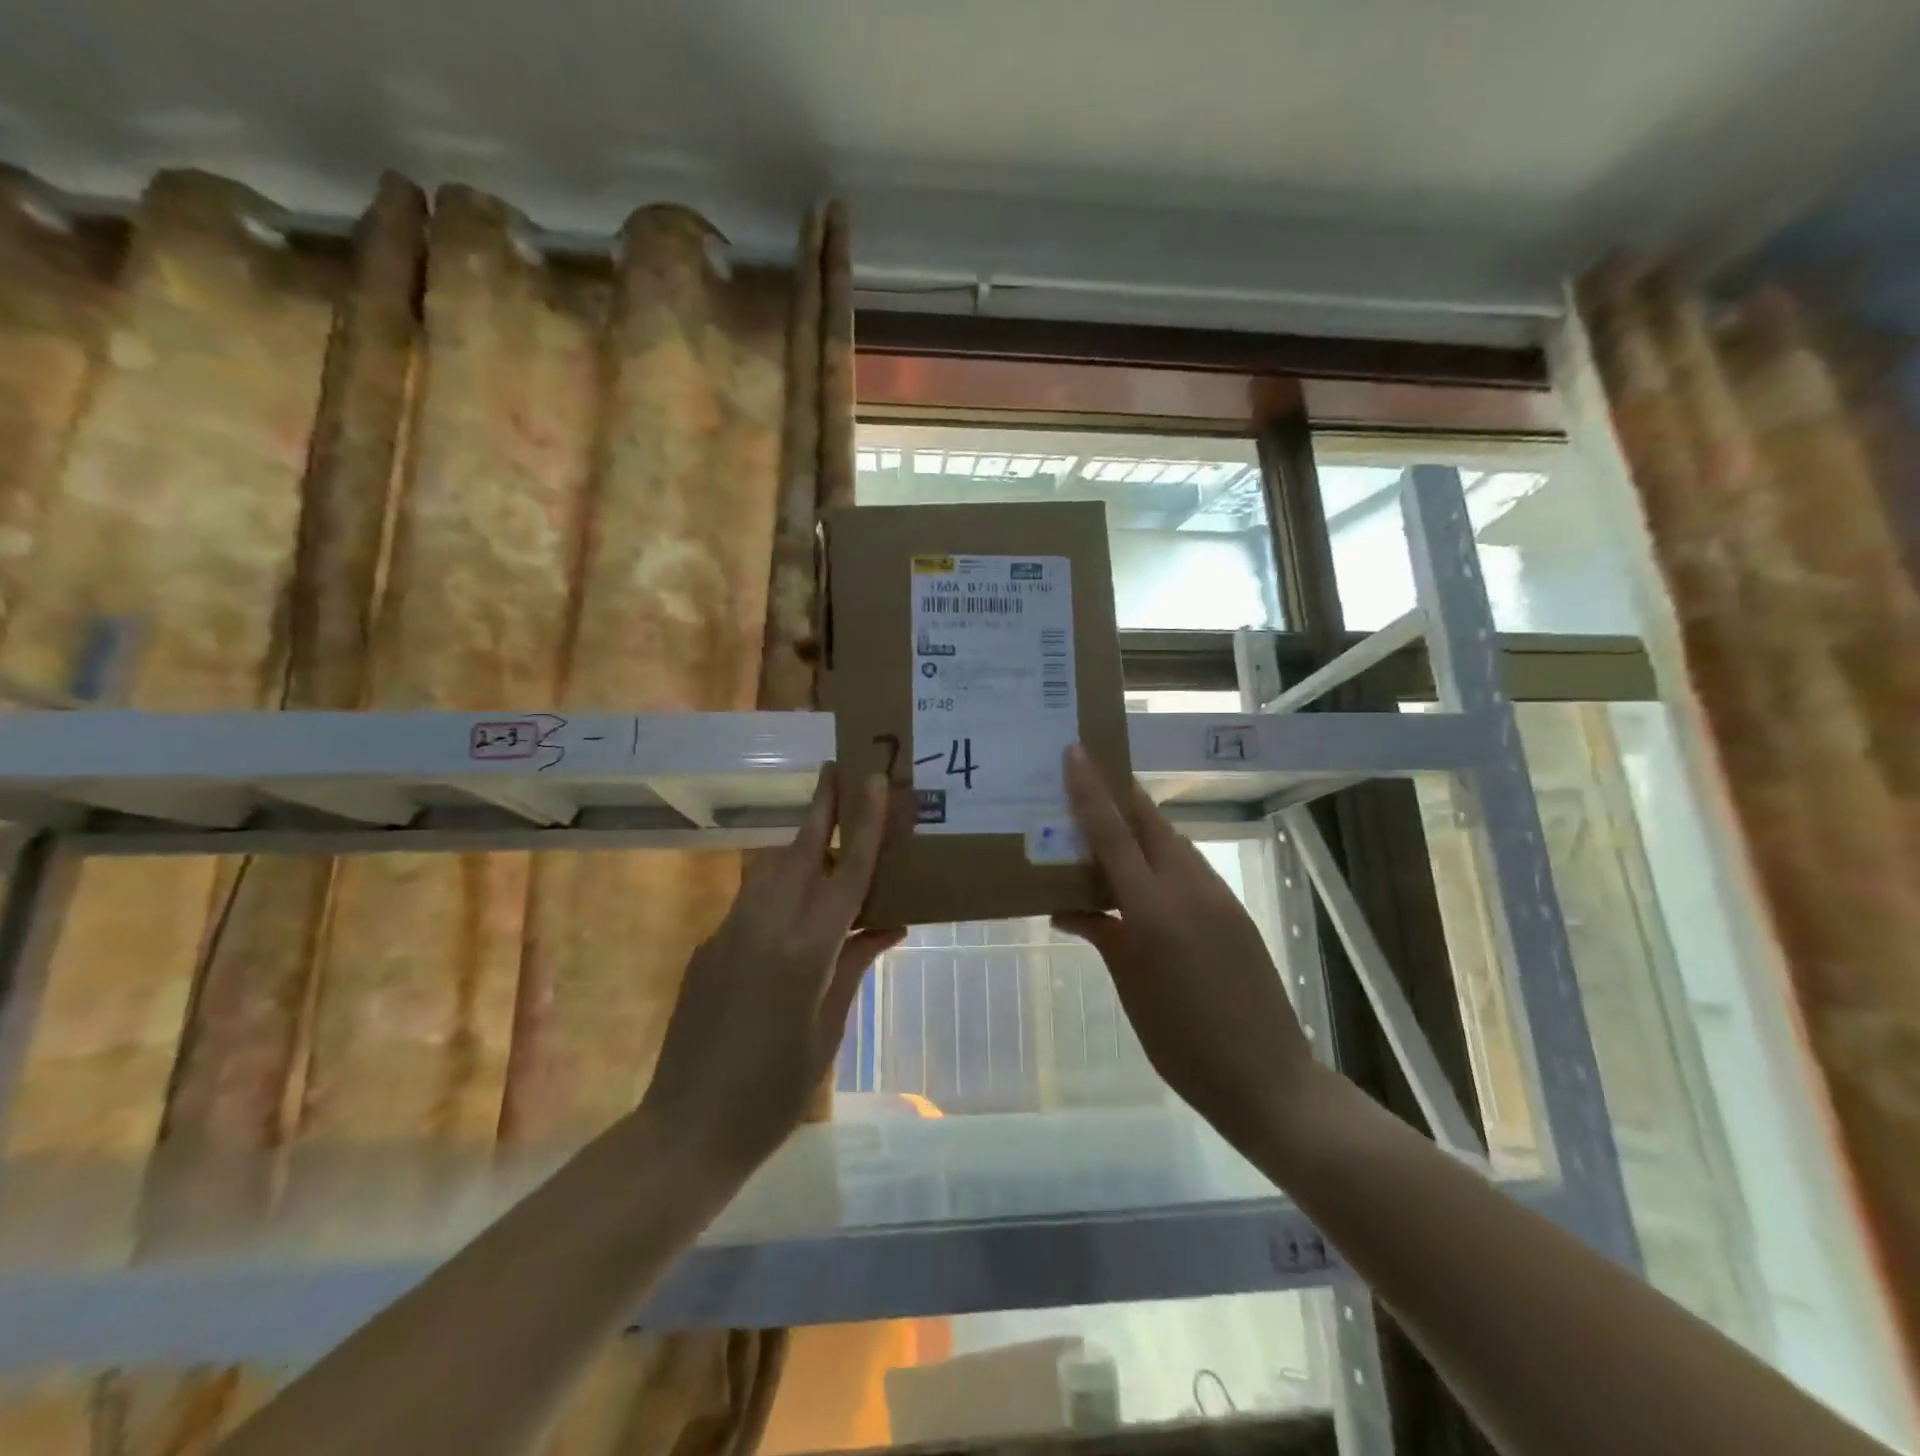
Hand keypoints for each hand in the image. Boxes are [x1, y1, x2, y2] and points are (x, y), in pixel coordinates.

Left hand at [642, 764, 903, 1171]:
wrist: (686, 1130)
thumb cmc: (774, 1093)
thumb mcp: (827, 1032)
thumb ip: (853, 967)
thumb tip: (887, 924)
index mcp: (806, 953)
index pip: (847, 876)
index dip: (864, 827)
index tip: (871, 781)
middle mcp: (766, 928)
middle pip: (800, 853)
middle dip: (820, 807)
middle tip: (836, 767)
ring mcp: (730, 934)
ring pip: (770, 869)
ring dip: (798, 840)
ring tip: (821, 820)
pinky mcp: (708, 948)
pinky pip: (751, 900)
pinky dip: (778, 884)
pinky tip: (793, 897)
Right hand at [1054, 745, 1315, 1155]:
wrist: (1269, 1079)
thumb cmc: (1183, 1042)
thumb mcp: (1131, 988)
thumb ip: (1103, 935)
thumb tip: (1067, 908)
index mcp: (1152, 909)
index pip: (1113, 833)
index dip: (1091, 790)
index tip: (1075, 752)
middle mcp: (1187, 888)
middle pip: (1149, 820)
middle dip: (1118, 795)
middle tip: (1086, 784)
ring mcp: (1217, 896)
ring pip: (1172, 840)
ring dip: (1140, 827)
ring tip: (1108, 834)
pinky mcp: (1234, 911)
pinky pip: (1190, 866)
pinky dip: (1162, 858)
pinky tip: (1146, 881)